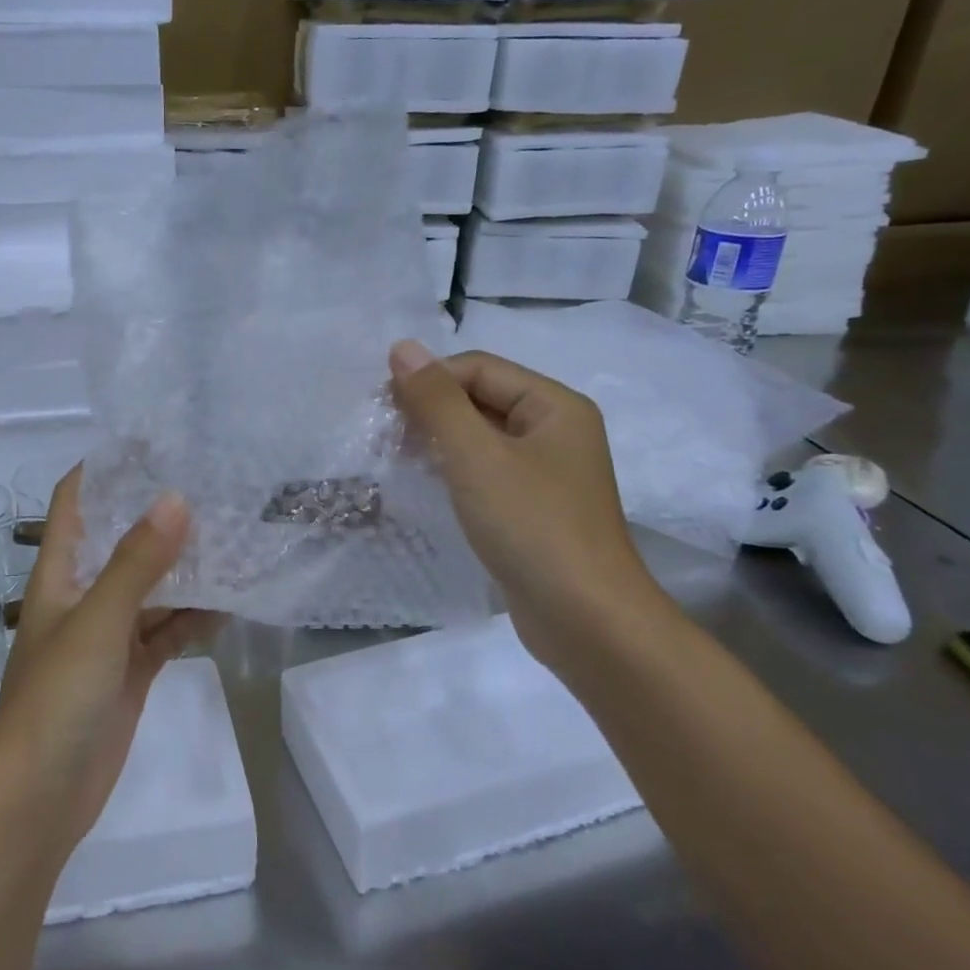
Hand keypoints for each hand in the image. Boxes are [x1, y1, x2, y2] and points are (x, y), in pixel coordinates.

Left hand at [0, 467, 212, 850]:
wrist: (37, 801)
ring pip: (153, 587)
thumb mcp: (97, 622)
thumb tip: (177, 499)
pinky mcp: (131, 671)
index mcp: (61, 572)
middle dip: (161, 514)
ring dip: (187, 567)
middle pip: (122, 539)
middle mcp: (84, 594)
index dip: (106, 467)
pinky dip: (195, 617)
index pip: (77, 500)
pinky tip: (232, 603)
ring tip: (235, 537)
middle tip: (214, 485)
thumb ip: (138, 563)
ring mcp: (109, 635)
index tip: (154, 442)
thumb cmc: (54, 698)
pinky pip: (168, 631)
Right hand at [388, 339, 669, 664]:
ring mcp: (546, 473)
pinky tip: (425, 484)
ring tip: (395, 456)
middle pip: (481, 399)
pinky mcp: (533, 509)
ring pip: (480, 437)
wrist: (586, 622)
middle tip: (384, 433)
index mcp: (554, 406)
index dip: (428, 379)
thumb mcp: (477, 457)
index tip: (382, 406)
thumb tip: (402, 347)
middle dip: (430, 410)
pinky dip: (453, 471)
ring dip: (437, 440)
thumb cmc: (532, 526)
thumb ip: (437, 400)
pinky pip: (486, 472)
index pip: (479, 368)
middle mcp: (555, 431)